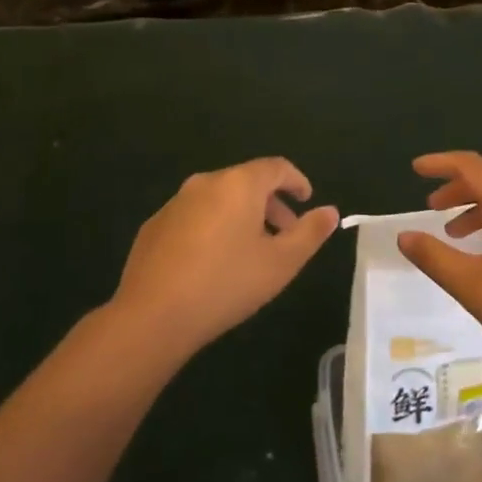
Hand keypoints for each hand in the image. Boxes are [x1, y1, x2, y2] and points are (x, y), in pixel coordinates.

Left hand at [111, 158, 337, 362]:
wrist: (152, 315)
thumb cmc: (226, 284)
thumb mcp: (280, 263)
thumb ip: (309, 233)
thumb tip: (330, 211)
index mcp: (238, 184)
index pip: (276, 167)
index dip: (296, 180)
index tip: (307, 200)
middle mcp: (205, 182)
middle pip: (246, 181)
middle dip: (270, 203)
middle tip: (285, 233)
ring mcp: (175, 202)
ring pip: (219, 198)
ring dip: (241, 216)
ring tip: (251, 250)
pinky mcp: (154, 225)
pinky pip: (194, 216)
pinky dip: (212, 227)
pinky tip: (213, 262)